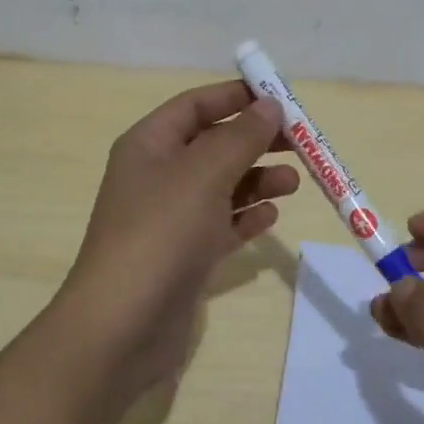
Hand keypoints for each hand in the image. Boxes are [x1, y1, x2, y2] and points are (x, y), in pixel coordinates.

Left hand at [58, 82, 298, 392]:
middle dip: (255, 141)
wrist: (122, 326)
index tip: (281, 98)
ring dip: (257, 180)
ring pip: (221, 186)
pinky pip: (221, 225)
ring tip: (294, 183)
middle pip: (213, 144)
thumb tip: (269, 106)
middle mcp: (157, 175)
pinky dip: (246, 217)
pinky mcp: (184, 256)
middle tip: (301, 144)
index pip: (196, 105)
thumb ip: (241, 137)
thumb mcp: (204, 173)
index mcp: (150, 144)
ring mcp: (170, 218)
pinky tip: (271, 217)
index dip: (236, 96)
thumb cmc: (162, 232)